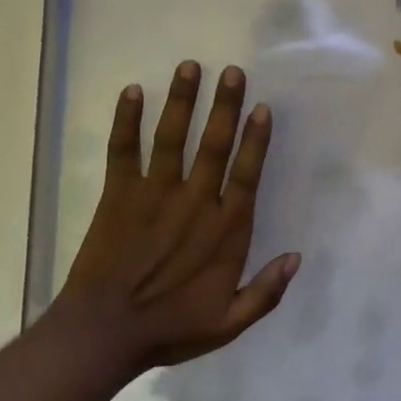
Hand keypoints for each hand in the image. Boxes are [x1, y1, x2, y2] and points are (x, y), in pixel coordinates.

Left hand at [54, 61, 300, 372]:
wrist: (104, 333)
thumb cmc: (170, 328)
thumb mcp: (229, 323)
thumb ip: (266, 291)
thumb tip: (297, 258)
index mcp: (225, 230)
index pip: (246, 174)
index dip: (255, 140)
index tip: (262, 108)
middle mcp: (194, 202)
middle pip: (214, 145)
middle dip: (225, 106)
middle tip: (232, 72)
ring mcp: (154, 194)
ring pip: (172, 138)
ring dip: (182, 101)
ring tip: (190, 67)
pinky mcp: (118, 195)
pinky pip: (123, 151)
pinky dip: (126, 121)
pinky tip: (132, 91)